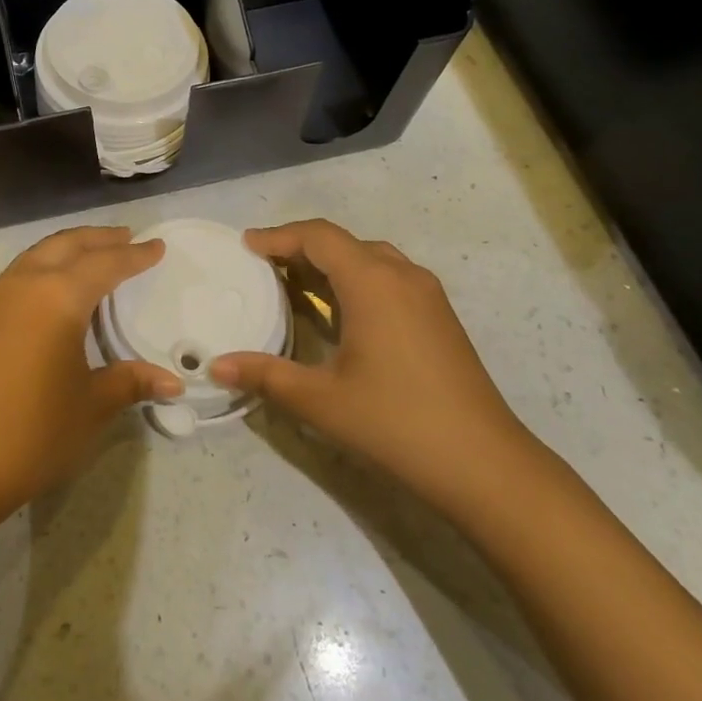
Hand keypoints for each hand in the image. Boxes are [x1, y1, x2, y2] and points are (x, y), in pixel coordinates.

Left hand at [0, 227, 179, 534]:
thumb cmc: (31, 432)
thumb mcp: (90, 407)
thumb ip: (130, 382)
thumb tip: (173, 383)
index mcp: (58, 297)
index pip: (105, 264)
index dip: (135, 256)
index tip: (158, 246)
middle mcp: (26, 284)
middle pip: (67, 245)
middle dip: (99, 238)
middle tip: (128, 237)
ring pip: (39, 254)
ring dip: (70, 248)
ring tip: (96, 254)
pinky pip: (22, 272)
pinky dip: (48, 265)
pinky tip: (58, 287)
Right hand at [212, 219, 540, 517]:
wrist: (485, 464)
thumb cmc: (396, 422)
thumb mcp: (321, 400)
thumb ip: (266, 375)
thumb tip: (216, 366)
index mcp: (373, 282)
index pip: (319, 236)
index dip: (279, 236)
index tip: (246, 245)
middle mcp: (402, 275)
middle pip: (344, 242)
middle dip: (301, 247)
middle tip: (264, 266)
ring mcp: (427, 295)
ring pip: (370, 258)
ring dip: (331, 263)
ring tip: (296, 285)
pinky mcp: (440, 316)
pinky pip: (389, 278)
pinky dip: (356, 280)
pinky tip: (341, 313)